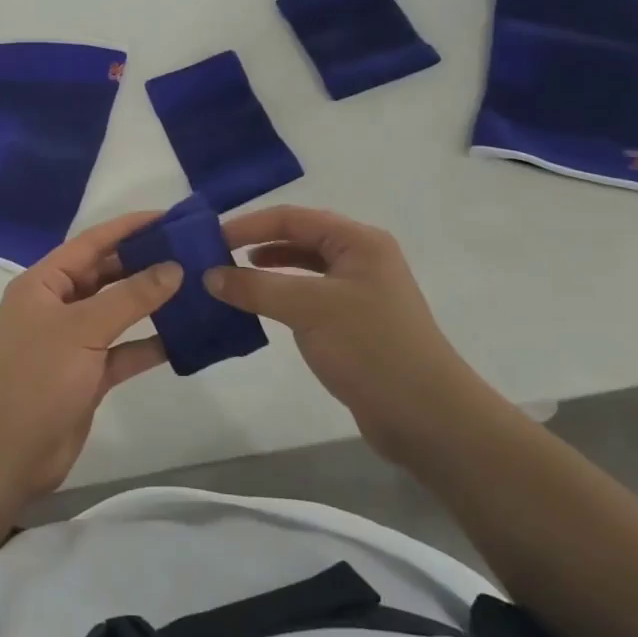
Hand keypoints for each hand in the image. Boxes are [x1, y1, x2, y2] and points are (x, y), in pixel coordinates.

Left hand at [0, 213, 181, 500]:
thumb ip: (130, 297)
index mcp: (43, 283)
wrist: (7, 453)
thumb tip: (173, 266)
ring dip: (150, 303)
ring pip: (117, 312)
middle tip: (191, 252)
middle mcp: (56, 306)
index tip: (169, 217)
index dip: (128, 228)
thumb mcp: (83, 328)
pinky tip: (184, 338)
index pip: (91, 243)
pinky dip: (148, 344)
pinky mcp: (87, 375)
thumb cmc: (37, 377)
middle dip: (144, 263)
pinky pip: (123, 351)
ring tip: (195, 288)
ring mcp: (72, 342)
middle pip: (105, 275)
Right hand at [206, 206, 503, 462]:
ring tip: (231, 280)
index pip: (292, 218)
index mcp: (358, 241)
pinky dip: (281, 297)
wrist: (428, 418)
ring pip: (303, 269)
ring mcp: (360, 292)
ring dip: (267, 271)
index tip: (209, 239)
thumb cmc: (369, 348)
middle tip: (214, 257)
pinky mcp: (356, 324)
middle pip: (298, 238)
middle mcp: (361, 258)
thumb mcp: (307, 309)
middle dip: (256, 244)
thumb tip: (209, 275)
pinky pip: (309, 297)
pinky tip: (260, 309)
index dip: (248, 225)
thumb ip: (255, 287)